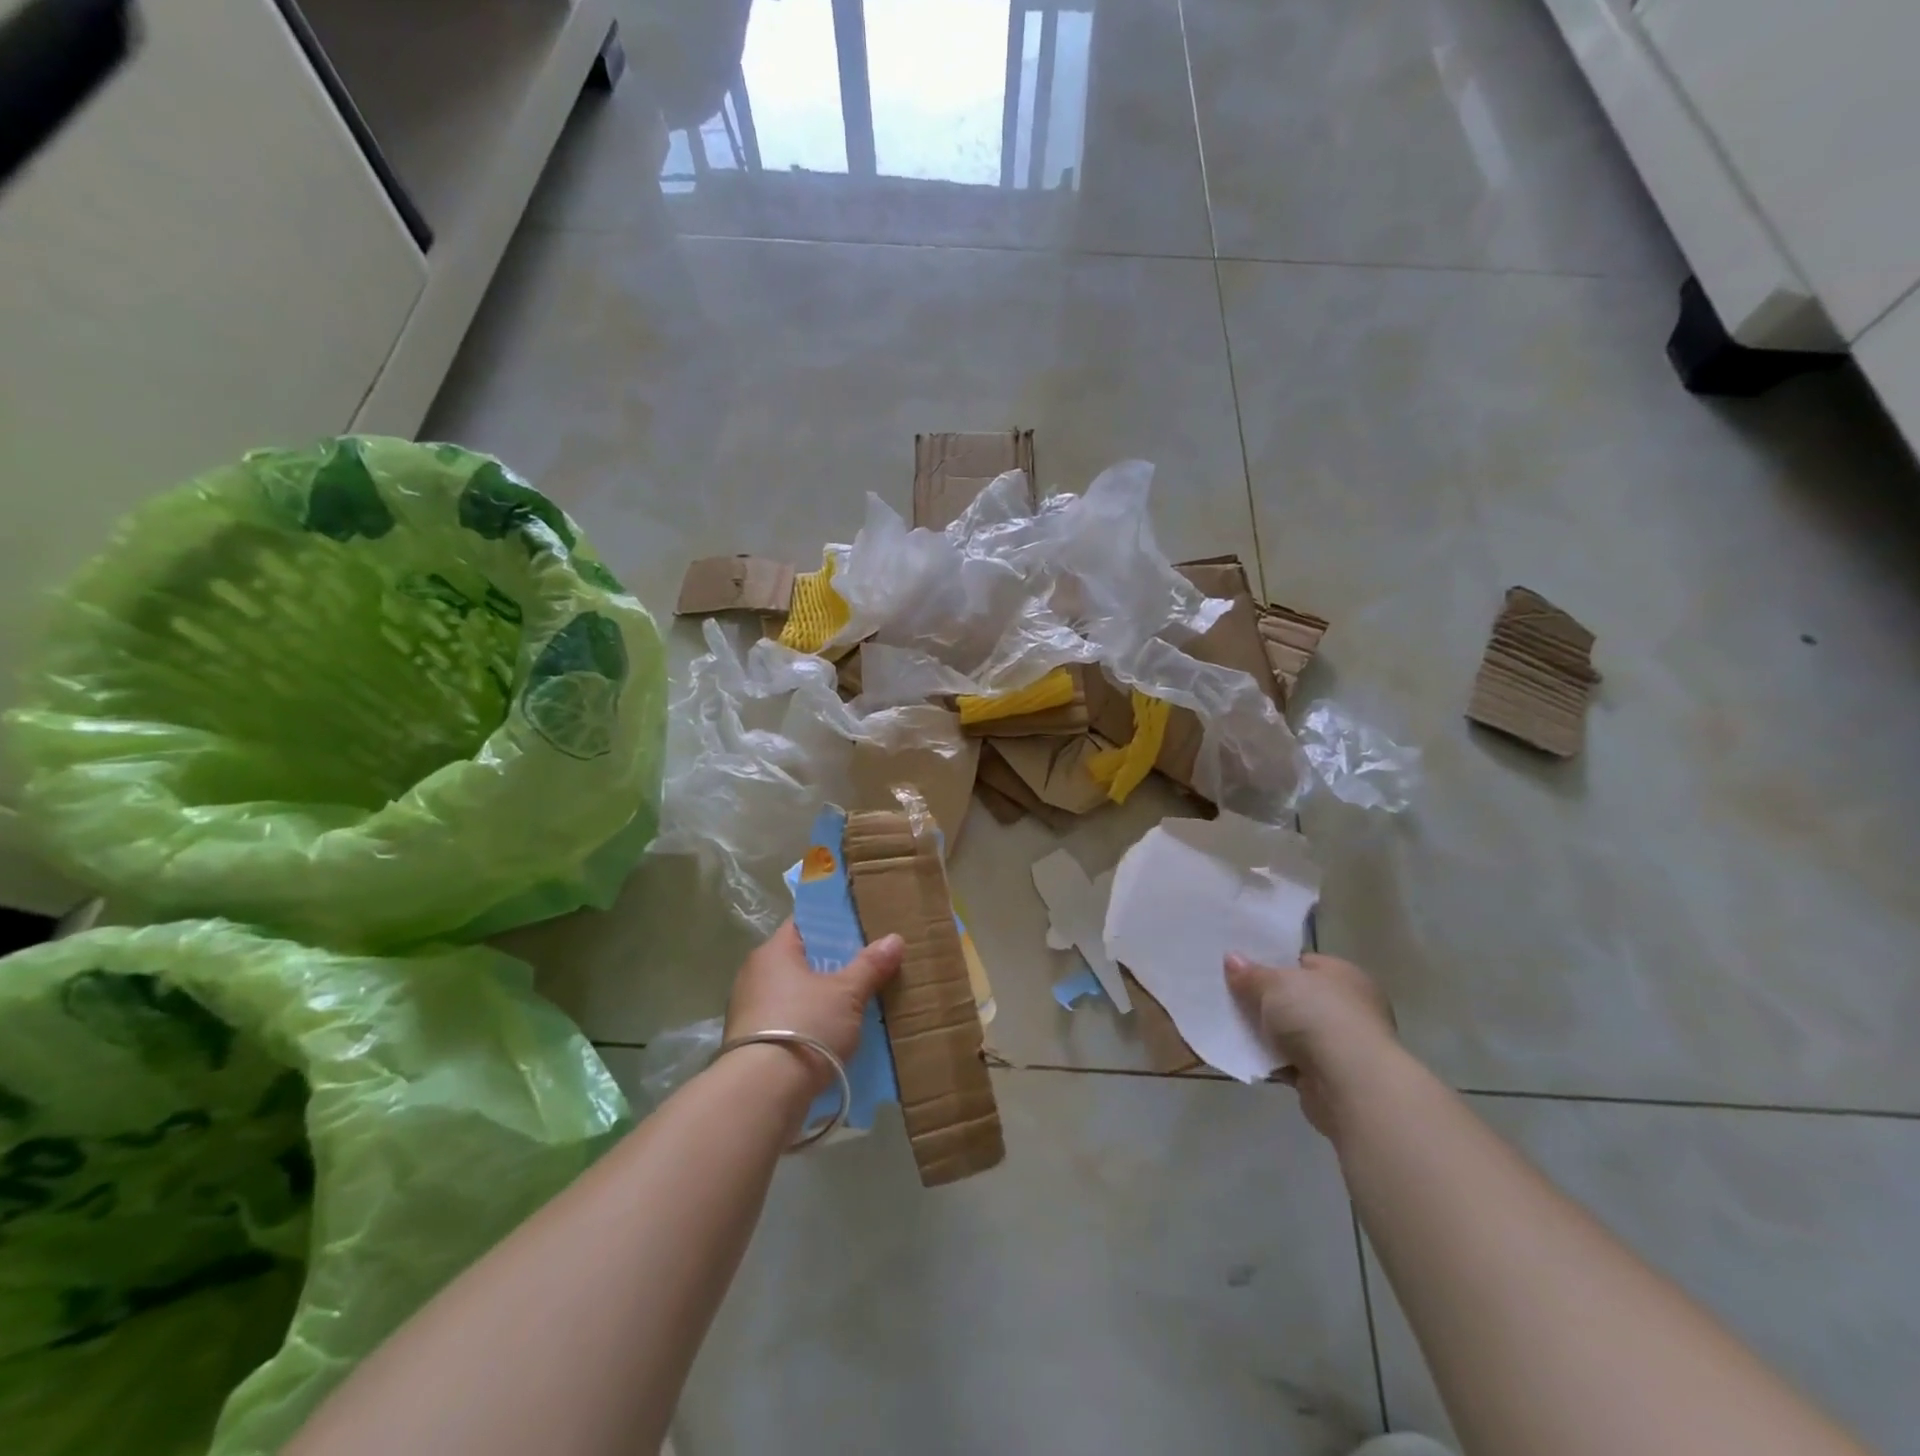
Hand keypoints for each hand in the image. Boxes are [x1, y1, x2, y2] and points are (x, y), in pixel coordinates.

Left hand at [724, 920, 904, 1092]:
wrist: (762, 1093)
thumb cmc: (805, 1026)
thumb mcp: (846, 994)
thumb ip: (870, 965)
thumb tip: (895, 938)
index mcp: (773, 952)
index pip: (804, 925)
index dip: (832, 925)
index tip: (859, 930)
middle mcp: (754, 975)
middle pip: (800, 960)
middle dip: (831, 965)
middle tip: (865, 967)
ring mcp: (748, 1011)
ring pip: (793, 994)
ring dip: (819, 999)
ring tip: (855, 1004)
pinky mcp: (749, 1045)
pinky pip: (787, 1022)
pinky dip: (808, 1025)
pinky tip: (833, 1036)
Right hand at [1225, 952, 1397, 1136]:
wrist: (1351, 1086)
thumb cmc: (1318, 1018)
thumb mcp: (1275, 984)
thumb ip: (1251, 974)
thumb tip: (1232, 959)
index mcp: (1343, 975)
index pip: (1303, 963)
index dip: (1272, 964)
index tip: (1241, 968)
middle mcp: (1348, 1007)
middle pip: (1296, 998)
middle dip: (1266, 1000)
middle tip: (1230, 996)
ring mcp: (1341, 1044)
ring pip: (1292, 1032)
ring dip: (1267, 1033)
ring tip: (1230, 1025)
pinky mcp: (1330, 1077)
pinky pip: (1291, 1061)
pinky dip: (1272, 1060)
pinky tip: (1245, 1055)